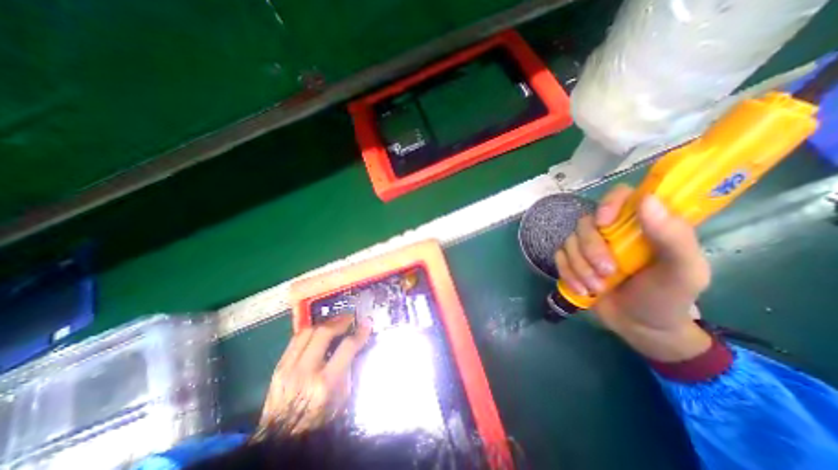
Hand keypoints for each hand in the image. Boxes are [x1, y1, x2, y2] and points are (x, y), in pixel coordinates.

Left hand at [259, 316, 368, 436]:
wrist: (281, 439)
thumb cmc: (319, 420)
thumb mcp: (342, 398)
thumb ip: (348, 368)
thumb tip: (355, 344)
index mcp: (325, 383)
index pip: (346, 347)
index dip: (360, 332)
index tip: (367, 323)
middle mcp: (306, 371)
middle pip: (324, 333)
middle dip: (341, 321)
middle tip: (350, 318)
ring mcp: (288, 368)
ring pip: (308, 331)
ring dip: (325, 323)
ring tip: (336, 322)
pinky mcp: (278, 367)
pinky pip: (296, 339)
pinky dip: (311, 331)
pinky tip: (319, 331)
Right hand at [555, 185, 712, 362]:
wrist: (640, 327)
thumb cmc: (667, 297)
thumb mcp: (683, 272)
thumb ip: (673, 237)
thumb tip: (647, 199)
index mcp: (641, 225)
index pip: (620, 195)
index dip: (608, 203)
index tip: (604, 223)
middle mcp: (610, 231)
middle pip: (585, 223)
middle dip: (591, 249)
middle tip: (607, 272)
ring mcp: (588, 246)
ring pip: (569, 242)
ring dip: (580, 267)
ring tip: (597, 287)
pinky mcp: (572, 261)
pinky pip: (558, 258)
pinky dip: (568, 274)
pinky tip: (582, 289)